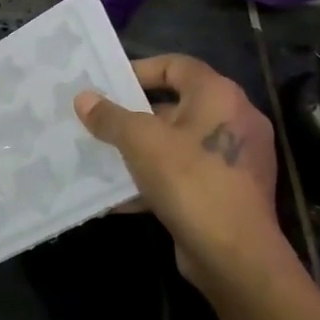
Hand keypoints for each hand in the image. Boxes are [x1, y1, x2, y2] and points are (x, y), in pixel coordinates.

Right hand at [74, 56, 283, 293]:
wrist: (234, 254)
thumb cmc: (189, 180)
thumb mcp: (139, 142)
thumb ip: (109, 117)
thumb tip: (84, 98)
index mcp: (219, 96)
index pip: (177, 65)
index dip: (140, 70)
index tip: (108, 85)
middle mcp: (234, 120)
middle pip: (176, 105)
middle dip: (134, 115)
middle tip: (100, 121)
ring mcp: (235, 158)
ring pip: (178, 143)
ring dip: (141, 150)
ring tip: (104, 156)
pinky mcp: (230, 191)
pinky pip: (186, 174)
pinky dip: (156, 179)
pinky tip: (122, 195)